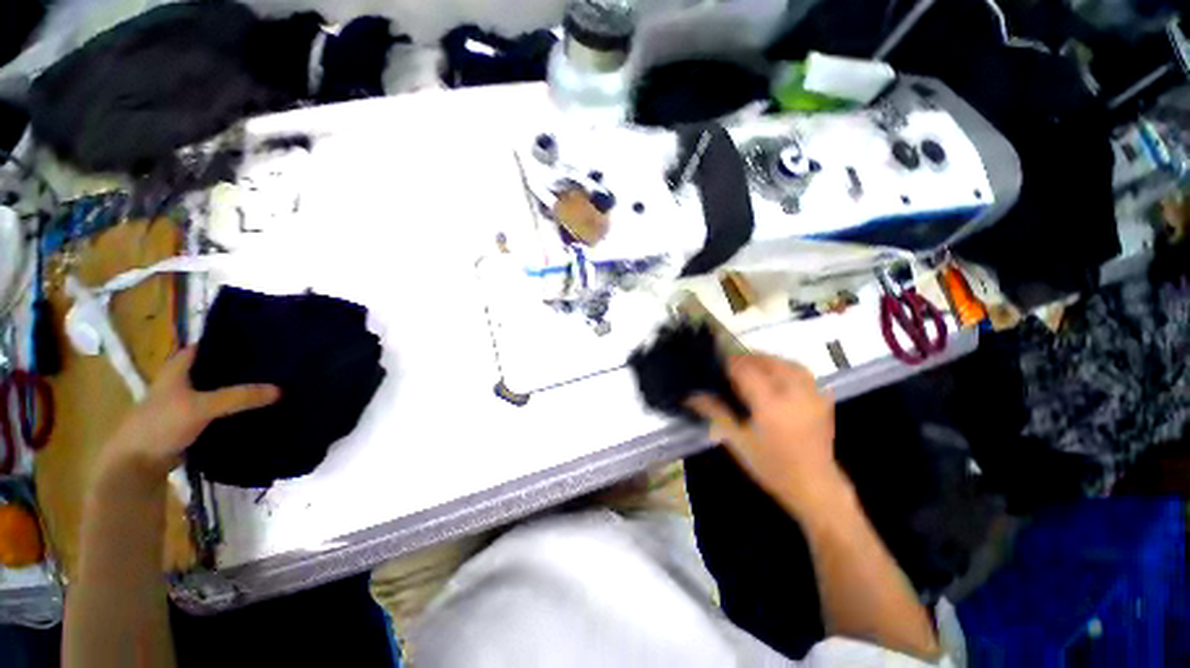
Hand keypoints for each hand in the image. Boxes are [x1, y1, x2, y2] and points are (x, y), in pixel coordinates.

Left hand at [100, 347, 279, 481]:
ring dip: (241, 388)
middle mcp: (184, 381)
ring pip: (221, 389)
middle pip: (217, 367)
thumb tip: (280, 389)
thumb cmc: (161, 424)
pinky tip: (258, 408)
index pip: (207, 345)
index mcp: (179, 368)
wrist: (139, 463)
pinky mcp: (195, 422)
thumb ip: (238, 397)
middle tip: (276, 362)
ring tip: (274, 382)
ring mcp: (189, 402)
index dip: (230, 340)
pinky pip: (222, 410)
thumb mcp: (201, 407)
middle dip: (242, 365)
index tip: (261, 338)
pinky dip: (237, 408)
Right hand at [688, 354, 848, 519]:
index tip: (714, 365)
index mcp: (771, 405)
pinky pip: (801, 370)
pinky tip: (774, 376)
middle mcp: (793, 393)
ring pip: (784, 362)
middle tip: (728, 369)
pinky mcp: (822, 397)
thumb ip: (715, 411)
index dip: (728, 363)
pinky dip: (784, 366)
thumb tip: (691, 395)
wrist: (814, 485)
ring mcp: (812, 394)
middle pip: (765, 361)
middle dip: (744, 360)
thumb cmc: (770, 466)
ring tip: (749, 368)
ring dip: (764, 360)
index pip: (745, 369)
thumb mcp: (737, 440)